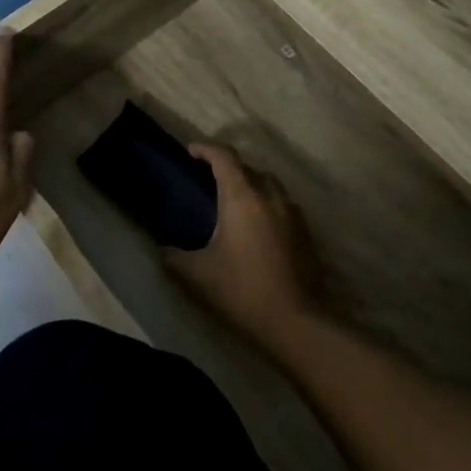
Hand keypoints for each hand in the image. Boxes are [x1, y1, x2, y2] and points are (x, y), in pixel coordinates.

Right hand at [164, 144, 326, 353]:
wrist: (297, 321)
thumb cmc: (242, 291)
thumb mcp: (197, 275)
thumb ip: (175, 257)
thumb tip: (163, 250)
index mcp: (243, 197)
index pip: (224, 157)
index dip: (205, 149)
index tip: (190, 151)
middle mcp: (271, 196)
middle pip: (249, 168)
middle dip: (228, 168)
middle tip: (208, 182)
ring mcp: (293, 214)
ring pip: (270, 186)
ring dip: (251, 186)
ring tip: (233, 204)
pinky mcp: (306, 233)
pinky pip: (283, 206)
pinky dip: (267, 206)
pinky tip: (257, 230)